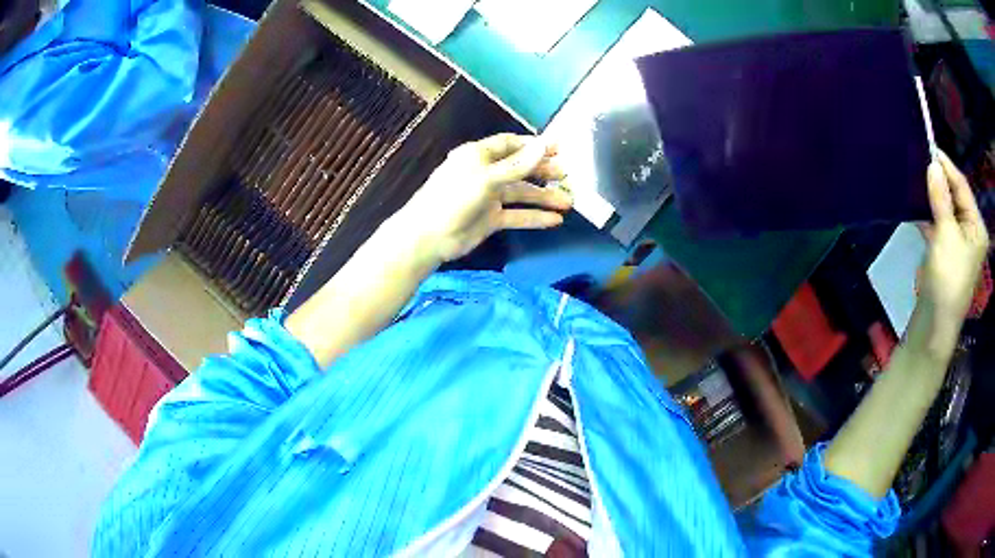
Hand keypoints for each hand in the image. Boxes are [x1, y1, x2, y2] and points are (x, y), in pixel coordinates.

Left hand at [396, 133, 571, 262]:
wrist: (429, 237)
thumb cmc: (453, 199)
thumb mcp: (486, 178)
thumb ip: (517, 165)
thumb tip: (544, 144)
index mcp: (478, 156)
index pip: (510, 144)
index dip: (533, 145)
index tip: (558, 148)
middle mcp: (485, 173)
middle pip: (519, 168)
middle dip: (542, 171)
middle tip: (566, 175)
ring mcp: (488, 197)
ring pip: (521, 194)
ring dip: (544, 197)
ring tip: (568, 202)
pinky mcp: (490, 219)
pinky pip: (517, 215)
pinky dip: (535, 217)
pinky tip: (555, 220)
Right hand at [918, 151, 989, 352]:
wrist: (934, 326)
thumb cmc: (947, 279)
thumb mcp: (946, 235)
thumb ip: (941, 198)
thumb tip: (933, 164)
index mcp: (977, 227)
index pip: (963, 187)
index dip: (947, 166)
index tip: (928, 147)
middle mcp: (971, 231)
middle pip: (956, 196)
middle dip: (939, 180)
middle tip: (920, 160)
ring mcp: (959, 242)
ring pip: (946, 209)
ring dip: (933, 195)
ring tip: (917, 177)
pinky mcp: (947, 252)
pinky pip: (940, 223)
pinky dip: (930, 212)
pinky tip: (918, 205)